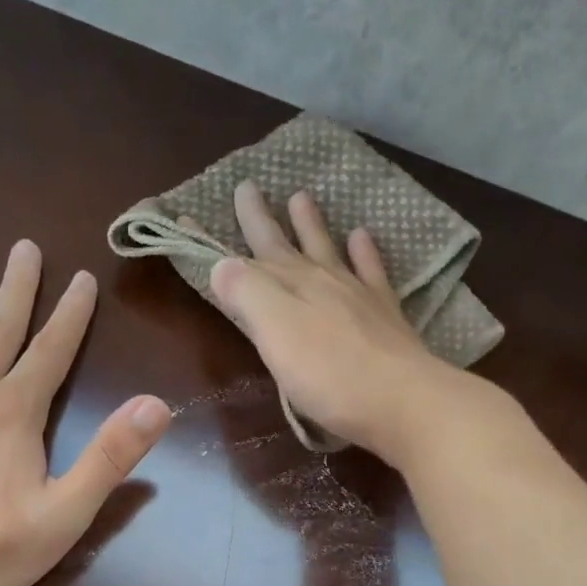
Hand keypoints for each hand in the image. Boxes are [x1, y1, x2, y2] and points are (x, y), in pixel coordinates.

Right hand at [209, 181, 470, 465]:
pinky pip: (371, 270)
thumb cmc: (327, 374)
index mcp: (285, 287)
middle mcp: (319, 281)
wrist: (400, 399)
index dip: (210, 242)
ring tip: (302, 197)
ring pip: (327, 248)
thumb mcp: (274, 334)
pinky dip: (364, 251)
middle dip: (260, 219)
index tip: (186, 218)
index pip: (239, 259)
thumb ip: (246, 294)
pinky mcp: (384, 314)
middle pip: (283, 244)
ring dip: (311, 224)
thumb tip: (221, 263)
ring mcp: (356, 294)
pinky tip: (362, 236)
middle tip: (248, 186)